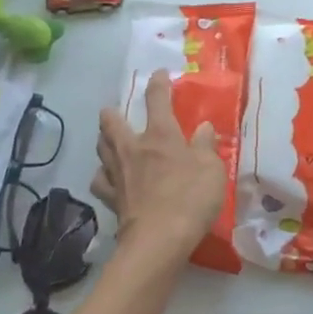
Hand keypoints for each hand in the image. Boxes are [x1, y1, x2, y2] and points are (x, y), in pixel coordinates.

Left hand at [92, 70, 227, 255]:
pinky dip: (103, 175)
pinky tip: (109, 177)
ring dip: (104, 139)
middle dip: (112, 113)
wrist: (159, 239)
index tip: (159, 74)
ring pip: (101, 147)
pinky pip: (100, 180)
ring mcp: (118, 173)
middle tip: (116, 112)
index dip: (158, 83)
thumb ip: (206, 146)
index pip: (156, 99)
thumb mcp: (212, 169)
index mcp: (160, 135)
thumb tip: (203, 127)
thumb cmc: (191, 198)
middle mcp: (133, 148)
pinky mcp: (110, 197)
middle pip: (111, 122)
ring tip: (110, 139)